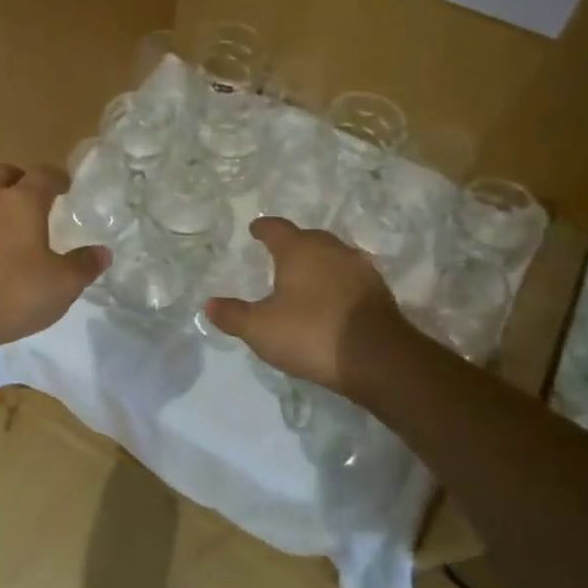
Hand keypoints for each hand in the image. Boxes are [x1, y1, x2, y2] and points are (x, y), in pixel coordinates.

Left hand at [0, 163, 108, 364]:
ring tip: (4, 226)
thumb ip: (83, 266)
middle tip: (33, 204)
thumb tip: (102, 252)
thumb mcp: (60, 287)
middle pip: (5, 174)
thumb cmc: (8, 295)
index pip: (45, 174)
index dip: (58, 178)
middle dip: (21, 182)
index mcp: (22, 200)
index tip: (66, 188)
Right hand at [205, 217, 406, 391]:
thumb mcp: (261, 329)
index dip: (263, 228)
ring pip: (332, 256)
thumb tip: (209, 305)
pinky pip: (349, 278)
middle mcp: (332, 250)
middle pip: (308, 238)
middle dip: (292, 244)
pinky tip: (330, 300)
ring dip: (317, 263)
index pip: (277, 228)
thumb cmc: (311, 334)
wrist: (378, 359)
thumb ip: (233, 315)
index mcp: (299, 250)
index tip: (255, 230)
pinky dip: (336, 283)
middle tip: (278, 255)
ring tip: (304, 278)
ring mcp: (360, 269)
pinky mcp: (378, 291)